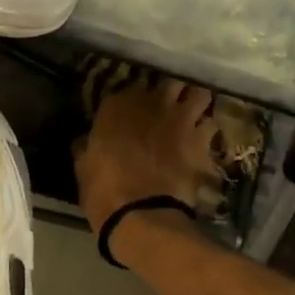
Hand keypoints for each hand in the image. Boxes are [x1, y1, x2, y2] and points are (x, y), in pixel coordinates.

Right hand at [74, 79, 218, 230]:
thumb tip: (85, 141)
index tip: (133, 109)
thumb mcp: (83, 166)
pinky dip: (207, 132)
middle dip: (172, 91)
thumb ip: (87, 146)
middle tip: (169, 105)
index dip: (134, 98)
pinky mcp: (201, 140)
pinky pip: (211, 125)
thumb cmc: (103, 190)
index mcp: (117, 105)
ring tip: (193, 115)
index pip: (129, 86)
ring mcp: (181, 118)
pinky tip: (203, 140)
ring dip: (196, 103)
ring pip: (199, 94)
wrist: (142, 213)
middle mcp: (152, 102)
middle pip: (171, 80)